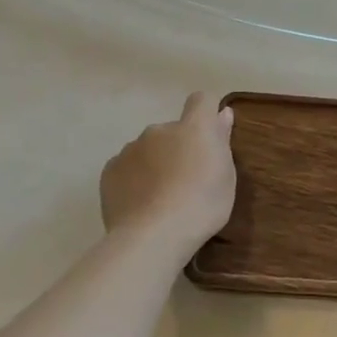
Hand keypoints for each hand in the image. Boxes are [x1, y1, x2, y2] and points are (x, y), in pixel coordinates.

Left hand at [100, 92, 236, 249]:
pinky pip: (127, 166)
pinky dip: (135, 177)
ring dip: (155, 161)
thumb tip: (222, 114)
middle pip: (173, 129)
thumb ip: (222, 141)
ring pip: (148, 148)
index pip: (201, 100)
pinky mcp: (110, 169)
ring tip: (161, 195)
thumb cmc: (202, 205)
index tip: (211, 135)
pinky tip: (141, 202)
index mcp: (193, 128)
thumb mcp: (226, 176)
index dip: (206, 113)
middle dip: (179, 146)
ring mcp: (131, 148)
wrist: (153, 236)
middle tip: (187, 178)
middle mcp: (160, 130)